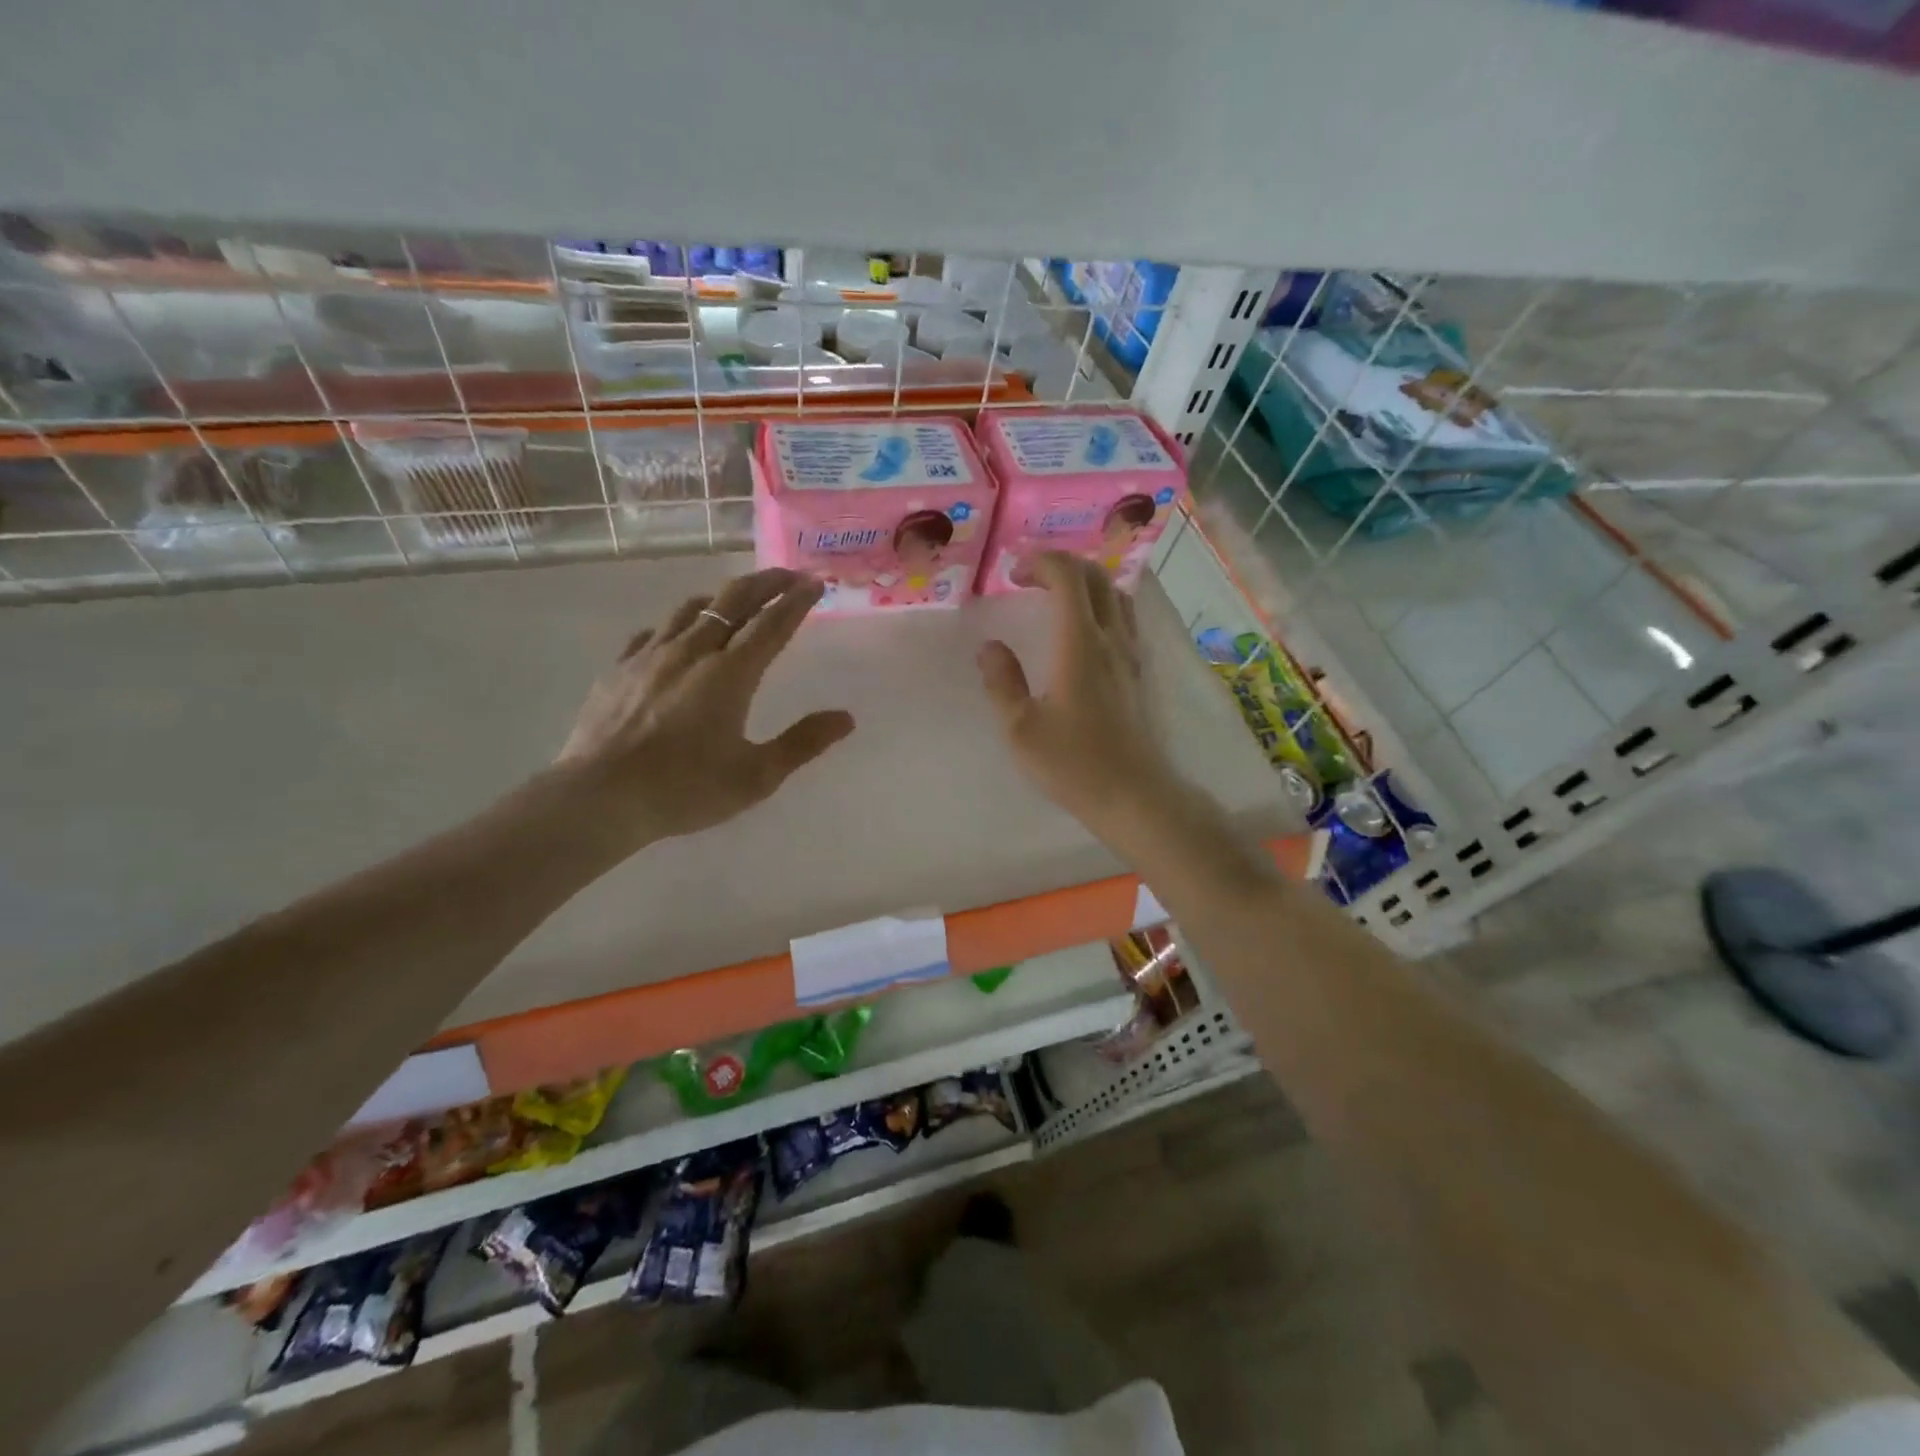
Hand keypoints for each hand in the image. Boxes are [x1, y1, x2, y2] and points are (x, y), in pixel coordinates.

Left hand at [557, 568, 853, 843]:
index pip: (772, 624)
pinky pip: (653, 632)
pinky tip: (677, 634)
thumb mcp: (756, 776)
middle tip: (788, 576)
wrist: (599, 798)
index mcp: (730, 674)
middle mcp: (692, 652)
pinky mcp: (619, 669)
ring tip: (737, 599)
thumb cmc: (685, 789)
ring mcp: (650, 656)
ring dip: (722, 597)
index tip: (814, 583)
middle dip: (765, 582)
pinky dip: (677, 624)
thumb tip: (846, 718)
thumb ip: (802, 743)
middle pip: (732, 601)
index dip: (796, 601)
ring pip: (691, 608)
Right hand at [976, 552, 1183, 840]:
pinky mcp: (1138, 673)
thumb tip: (990, 647)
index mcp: (1079, 644)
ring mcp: (1130, 654)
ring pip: (1115, 595)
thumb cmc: (1073, 764)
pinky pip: (1124, 618)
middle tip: (1029, 579)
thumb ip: (1002, 682)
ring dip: (1085, 583)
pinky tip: (1083, 630)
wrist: (1133, 795)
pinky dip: (1101, 605)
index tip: (1013, 574)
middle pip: (1096, 577)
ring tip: (1055, 598)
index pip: (1068, 577)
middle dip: (1061, 565)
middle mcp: (1110, 639)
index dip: (1041, 562)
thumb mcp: (1020, 729)